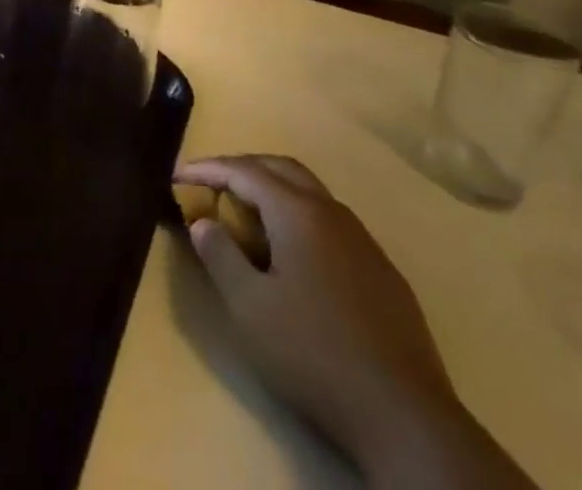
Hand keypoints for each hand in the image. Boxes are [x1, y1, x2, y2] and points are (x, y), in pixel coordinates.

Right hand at [176, 155, 531, 488]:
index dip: (208, 169)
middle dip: (242, 167)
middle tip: (212, 183)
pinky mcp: (381, 270)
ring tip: (247, 213)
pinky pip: (331, 222)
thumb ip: (221, 257)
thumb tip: (203, 221)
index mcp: (298, 212)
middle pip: (281, 168)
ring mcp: (362, 239)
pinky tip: (294, 254)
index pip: (244, 171)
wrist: (404, 413)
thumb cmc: (314, 354)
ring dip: (274, 190)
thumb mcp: (250, 309)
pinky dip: (300, 217)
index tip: (178, 175)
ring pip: (310, 192)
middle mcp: (331, 211)